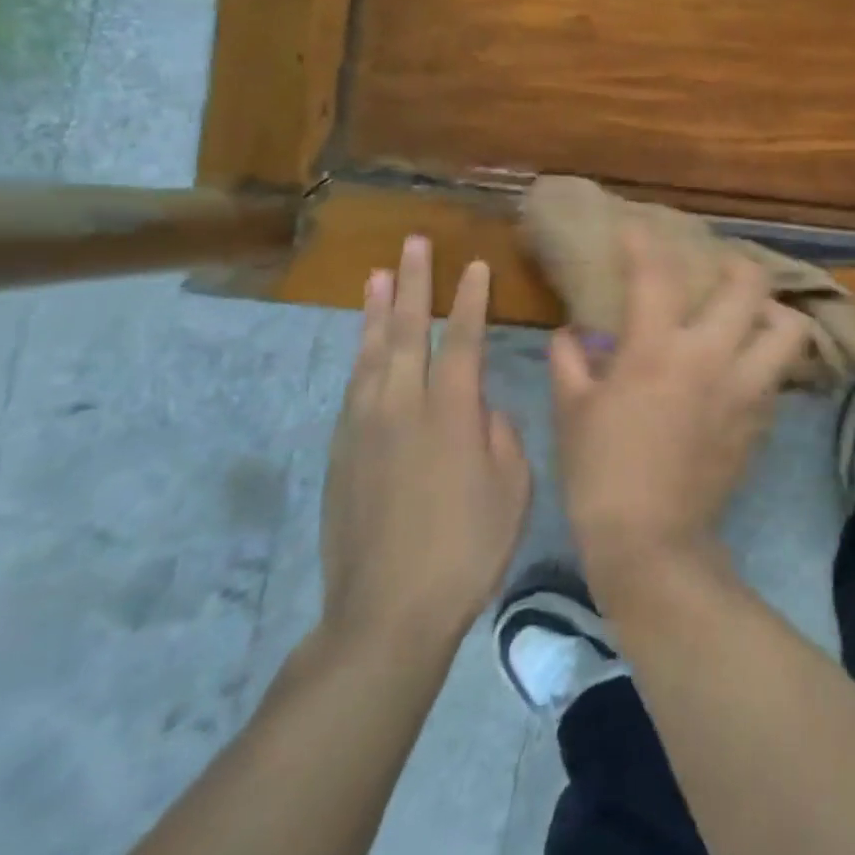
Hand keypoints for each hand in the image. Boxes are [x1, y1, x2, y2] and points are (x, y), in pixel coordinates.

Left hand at [319, 238, 532, 655]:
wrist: (388, 611)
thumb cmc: (468, 548)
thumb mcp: (513, 489)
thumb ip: (501, 436)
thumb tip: (483, 408)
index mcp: (452, 412)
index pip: (464, 339)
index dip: (470, 299)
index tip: (473, 264)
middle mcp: (404, 406)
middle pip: (409, 331)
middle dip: (415, 283)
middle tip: (414, 244)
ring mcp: (365, 427)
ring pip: (371, 353)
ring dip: (377, 311)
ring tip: (378, 275)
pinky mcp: (341, 452)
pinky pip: (354, 386)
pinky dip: (361, 355)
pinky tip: (364, 344)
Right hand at [548, 226, 810, 591]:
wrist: (652, 542)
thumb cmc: (600, 473)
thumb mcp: (572, 412)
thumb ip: (570, 362)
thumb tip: (571, 334)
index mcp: (657, 349)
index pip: (656, 275)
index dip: (645, 243)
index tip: (636, 230)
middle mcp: (711, 356)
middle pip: (749, 285)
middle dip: (737, 266)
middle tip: (721, 271)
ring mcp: (746, 387)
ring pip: (787, 328)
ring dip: (772, 313)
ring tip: (751, 317)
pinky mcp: (763, 418)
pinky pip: (779, 373)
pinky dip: (767, 359)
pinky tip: (745, 369)